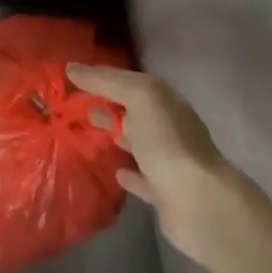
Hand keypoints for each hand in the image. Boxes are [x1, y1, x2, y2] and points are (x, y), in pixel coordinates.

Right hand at [67, 63, 241, 264]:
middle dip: (108, 104)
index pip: (130, 81)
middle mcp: (169, 128)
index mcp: (165, 102)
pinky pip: (142, 178)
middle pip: (134, 111)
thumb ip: (106, 80)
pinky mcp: (164, 194)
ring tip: (86, 132)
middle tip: (75, 104)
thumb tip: (71, 67)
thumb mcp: (139, 98)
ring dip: (118, 136)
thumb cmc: (168, 143)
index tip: (72, 76)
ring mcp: (169, 162)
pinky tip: (114, 172)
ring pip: (138, 143)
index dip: (103, 76)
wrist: (200, 204)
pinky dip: (129, 174)